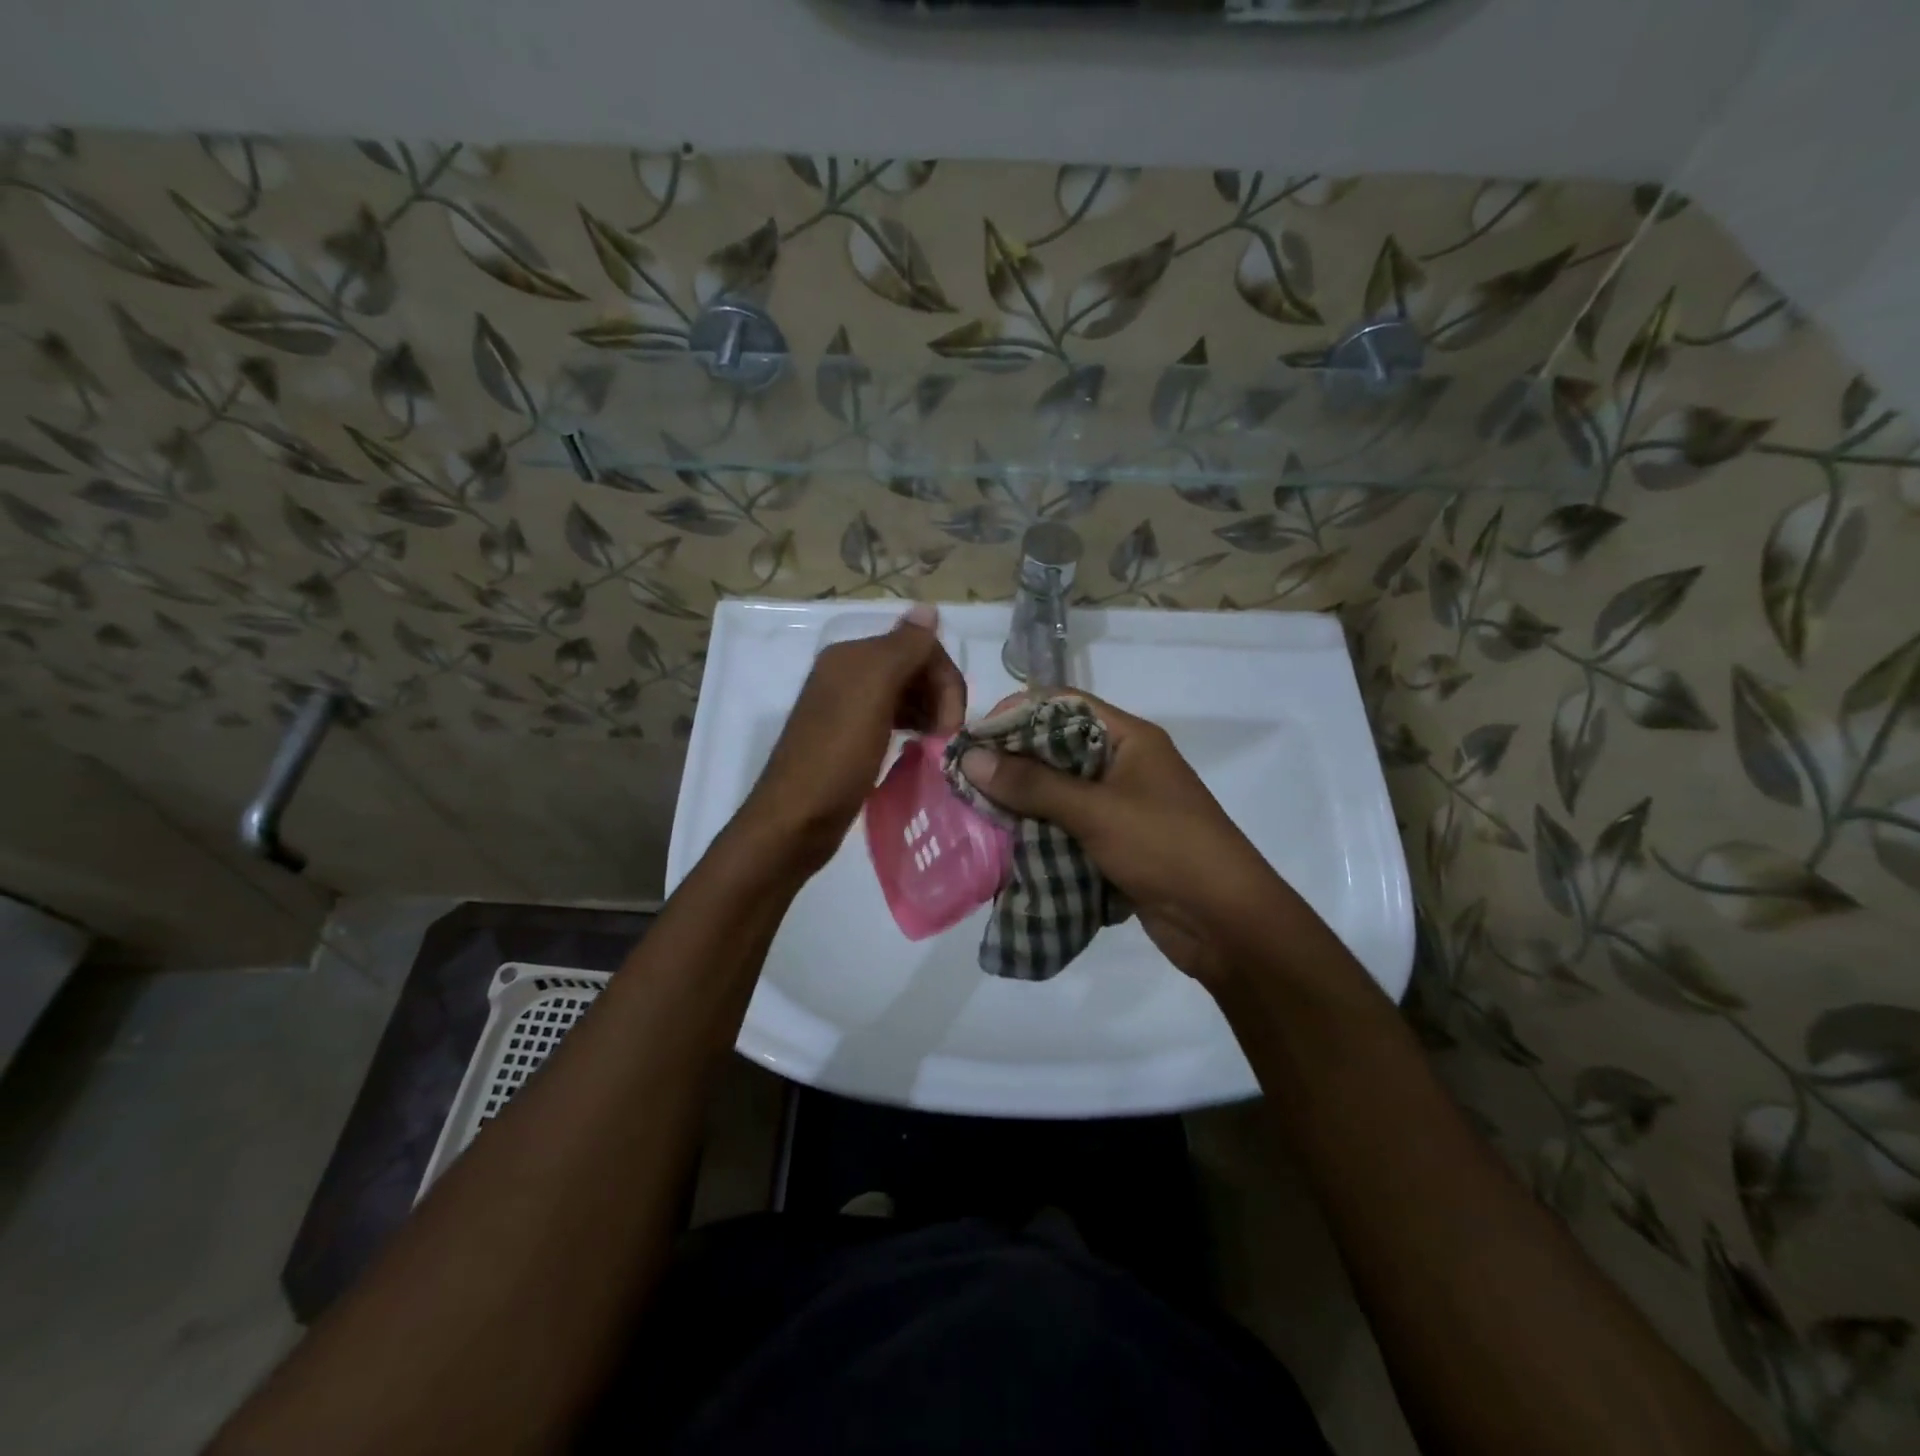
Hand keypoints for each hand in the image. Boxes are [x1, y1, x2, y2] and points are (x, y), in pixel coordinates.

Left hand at [740, 603, 965, 875]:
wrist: (794, 823)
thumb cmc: (836, 757)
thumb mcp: (872, 694)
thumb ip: (903, 648)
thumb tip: (929, 608)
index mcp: (851, 656)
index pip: (918, 645)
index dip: (944, 678)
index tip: (953, 722)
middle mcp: (847, 674)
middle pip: (913, 668)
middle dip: (939, 696)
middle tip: (947, 737)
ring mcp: (847, 708)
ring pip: (906, 695)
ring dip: (930, 713)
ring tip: (939, 745)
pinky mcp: (851, 739)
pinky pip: (894, 719)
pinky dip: (915, 728)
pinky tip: (922, 747)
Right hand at [957, 694, 1297, 987]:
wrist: (1226, 923)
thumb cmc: (1165, 848)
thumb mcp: (1096, 811)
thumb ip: (1033, 785)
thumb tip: (970, 758)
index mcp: (1129, 739)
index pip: (1063, 705)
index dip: (1016, 714)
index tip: (973, 738)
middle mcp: (1123, 765)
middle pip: (1056, 749)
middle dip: (1012, 763)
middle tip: (966, 780)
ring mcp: (1120, 806)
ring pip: (1059, 792)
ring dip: (1022, 802)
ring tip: (976, 813)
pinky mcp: (1116, 843)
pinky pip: (1068, 827)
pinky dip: (1039, 833)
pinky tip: (1005, 844)